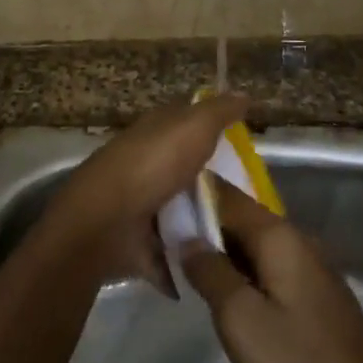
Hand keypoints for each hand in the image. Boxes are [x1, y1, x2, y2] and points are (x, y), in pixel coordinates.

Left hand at [43, 94, 248, 290]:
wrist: (105, 224)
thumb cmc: (151, 166)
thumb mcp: (193, 127)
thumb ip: (219, 112)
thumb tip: (244, 94)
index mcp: (155, 133)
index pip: (187, 122)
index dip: (214, 127)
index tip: (246, 143)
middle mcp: (147, 165)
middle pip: (188, 170)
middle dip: (216, 183)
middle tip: (257, 199)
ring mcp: (141, 206)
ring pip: (182, 211)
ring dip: (206, 225)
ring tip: (246, 238)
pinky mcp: (140, 243)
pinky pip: (172, 252)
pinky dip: (189, 262)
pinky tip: (220, 267)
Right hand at [182, 179, 362, 362]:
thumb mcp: (240, 319)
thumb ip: (210, 271)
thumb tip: (188, 237)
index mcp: (280, 236)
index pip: (227, 196)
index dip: (193, 197)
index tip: (158, 207)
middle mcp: (299, 241)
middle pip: (243, 220)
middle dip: (206, 228)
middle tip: (165, 244)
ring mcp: (314, 269)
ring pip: (258, 248)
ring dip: (225, 254)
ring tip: (188, 269)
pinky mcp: (320, 297)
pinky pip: (274, 270)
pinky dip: (247, 275)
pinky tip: (229, 298)